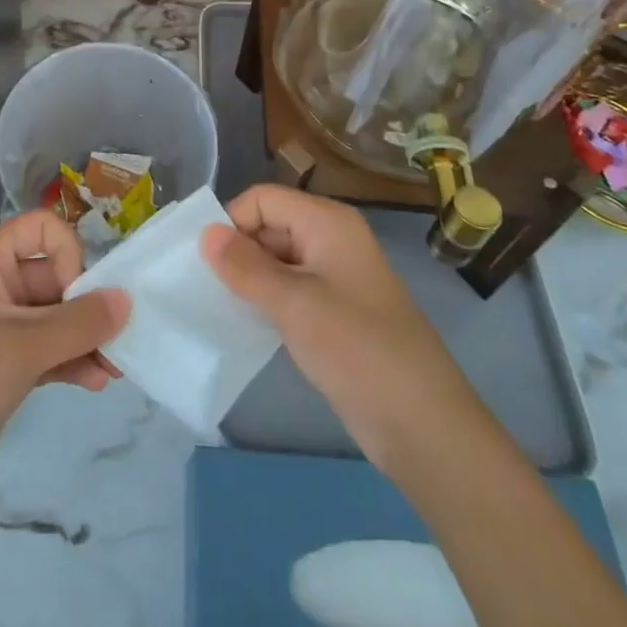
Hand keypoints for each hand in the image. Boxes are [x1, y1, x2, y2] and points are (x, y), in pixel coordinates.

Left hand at [0, 210, 129, 516]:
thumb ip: (79, 323)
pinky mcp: (3, 364)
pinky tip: (97, 381)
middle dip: (87, 305)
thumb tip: (126, 300)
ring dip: (85, 337)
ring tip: (115, 367)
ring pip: (54, 316)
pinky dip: (71, 359)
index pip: (42, 229)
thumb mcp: (21, 348)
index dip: (68, 255)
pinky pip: (47, 348)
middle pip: (53, 274)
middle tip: (119, 339)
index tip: (77, 296)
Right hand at [200, 184, 472, 469]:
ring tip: (215, 306)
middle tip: (202, 287)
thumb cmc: (358, 350)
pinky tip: (243, 324)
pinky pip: (288, 291)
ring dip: (247, 279)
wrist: (424, 427)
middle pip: (269, 225)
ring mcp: (334, 278)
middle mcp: (330, 240)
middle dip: (236, 251)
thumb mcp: (294, 304)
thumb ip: (245, 267)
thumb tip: (205, 234)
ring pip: (276, 260)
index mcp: (327, 222)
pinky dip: (265, 301)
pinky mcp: (334, 313)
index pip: (263, 199)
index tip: (204, 262)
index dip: (232, 222)